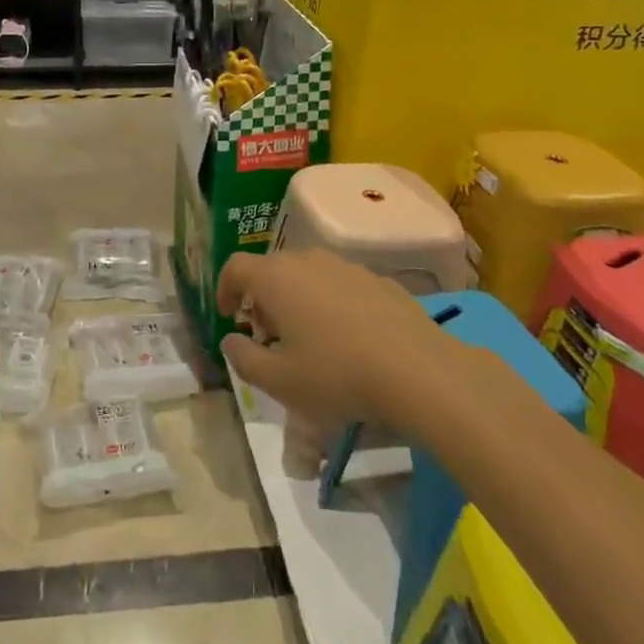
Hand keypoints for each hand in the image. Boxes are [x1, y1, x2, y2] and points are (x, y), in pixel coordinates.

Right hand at [217, 248, 459, 430]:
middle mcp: (307, 260)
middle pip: (271, 269)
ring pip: (307, 275)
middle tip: (268, 336)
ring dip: (297, 300)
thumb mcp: (279, 383)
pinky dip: (331, 303)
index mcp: (275, 278)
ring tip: (309, 339)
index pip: (235, 267)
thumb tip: (231, 340)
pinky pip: (340, 285)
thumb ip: (243, 359)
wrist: (419, 371)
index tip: (229, 317)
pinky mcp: (379, 279)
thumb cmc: (337, 375)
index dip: (224, 290)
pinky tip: (348, 339)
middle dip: (261, 299)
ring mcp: (346, 266)